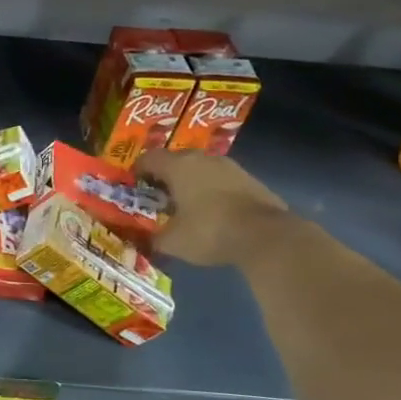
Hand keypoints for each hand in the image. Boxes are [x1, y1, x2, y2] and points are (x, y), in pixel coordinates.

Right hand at [135, 150, 288, 266]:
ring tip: (185, 205)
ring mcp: (230, 167)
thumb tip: (146, 240)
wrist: (266, 236)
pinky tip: (212, 212)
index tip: (134, 185)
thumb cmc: (209, 231)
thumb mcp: (172, 242)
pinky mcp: (250, 180)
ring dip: (191, 182)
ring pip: (201, 168)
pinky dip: (212, 190)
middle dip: (165, 176)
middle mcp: (203, 159)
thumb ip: (154, 238)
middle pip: (176, 160)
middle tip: (158, 196)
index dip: (138, 170)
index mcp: (178, 166)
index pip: (149, 158)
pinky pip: (221, 180)